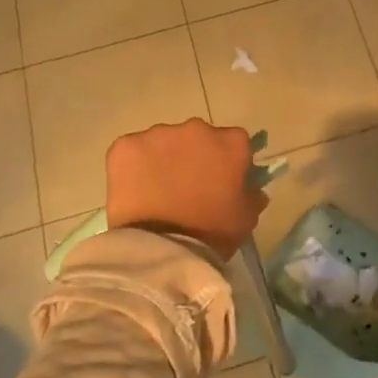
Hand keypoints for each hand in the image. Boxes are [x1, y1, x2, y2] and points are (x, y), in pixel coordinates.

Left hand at [106, 119, 267, 261]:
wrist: (161, 249)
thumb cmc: (212, 233)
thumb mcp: (245, 218)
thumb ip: (251, 195)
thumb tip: (252, 189)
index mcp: (231, 142)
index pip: (235, 142)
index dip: (227, 161)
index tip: (221, 180)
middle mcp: (197, 128)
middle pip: (198, 137)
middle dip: (194, 156)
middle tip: (187, 187)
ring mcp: (158, 134)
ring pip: (163, 142)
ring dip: (163, 159)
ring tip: (156, 191)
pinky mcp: (125, 145)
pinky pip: (132, 151)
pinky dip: (133, 166)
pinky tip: (133, 190)